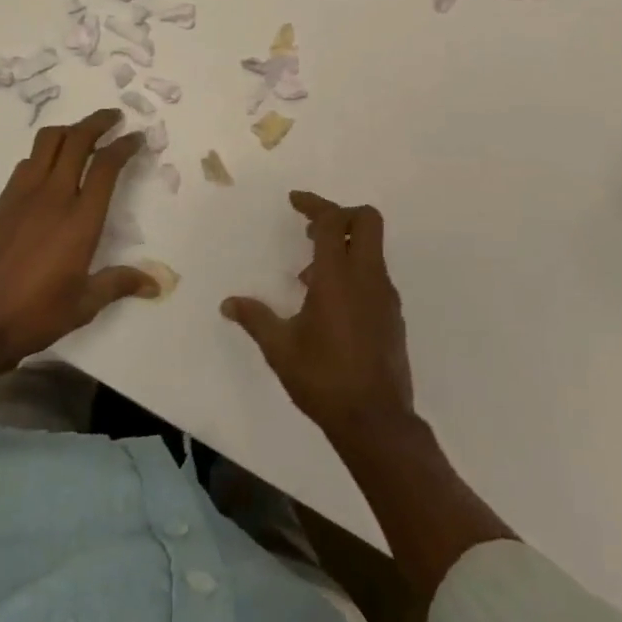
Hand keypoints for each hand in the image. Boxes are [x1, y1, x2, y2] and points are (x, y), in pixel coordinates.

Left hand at [0, 108, 156, 382]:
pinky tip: (49, 168)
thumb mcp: (85, 304)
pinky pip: (26, 163)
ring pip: (47, 142)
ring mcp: (22, 195)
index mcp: (81, 219)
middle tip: (114, 117)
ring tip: (82, 134)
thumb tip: (156, 283)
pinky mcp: (0, 202)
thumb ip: (119, 283)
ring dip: (69, 130)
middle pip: (77, 140)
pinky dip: (44, 153)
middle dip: (98, 122)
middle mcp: (53, 196)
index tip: (136, 137)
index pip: (107, 165)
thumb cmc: (35, 314)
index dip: (124, 144)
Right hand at [221, 191, 415, 437]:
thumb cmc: (323, 379)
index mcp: (338, 276)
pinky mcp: (393, 315)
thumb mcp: (280, 348)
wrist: (376, 421)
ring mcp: (385, 295)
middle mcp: (367, 277)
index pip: (332, 221)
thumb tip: (229, 304)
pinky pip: (374, 276)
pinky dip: (354, 272)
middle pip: (367, 220)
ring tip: (309, 278)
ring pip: (372, 249)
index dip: (313, 204)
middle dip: (340, 214)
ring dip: (344, 247)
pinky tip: (330, 305)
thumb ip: (255, 319)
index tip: (294, 201)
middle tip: (311, 231)